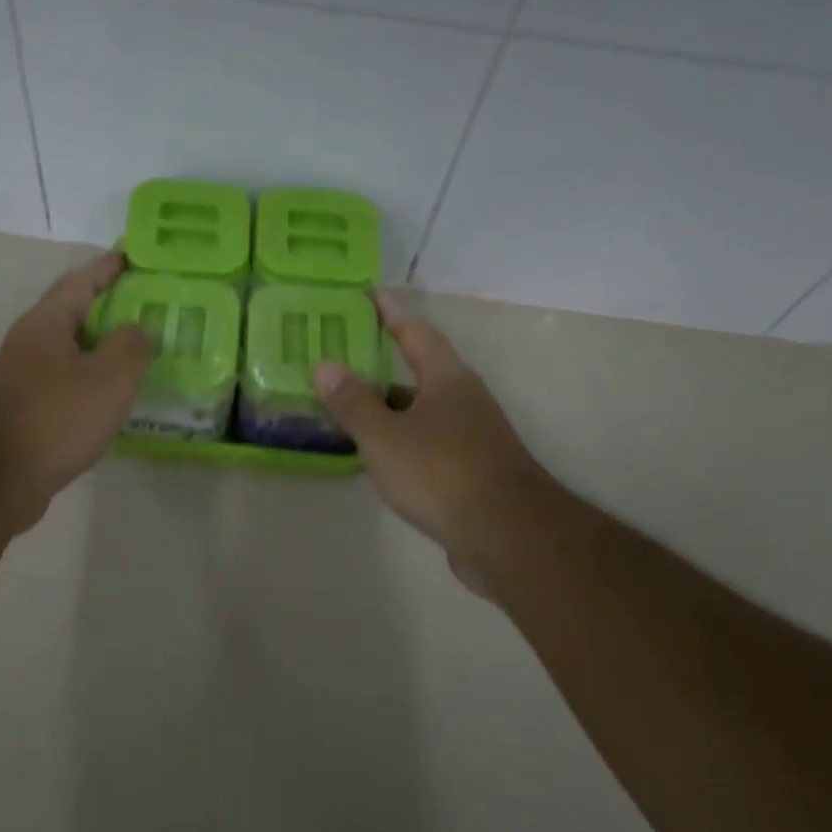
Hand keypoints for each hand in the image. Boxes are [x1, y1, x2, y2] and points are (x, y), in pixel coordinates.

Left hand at [0, 251, 152, 532]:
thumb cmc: (56, 418)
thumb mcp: (109, 378)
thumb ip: (131, 347)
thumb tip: (137, 329)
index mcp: (47, 323)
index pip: (81, 281)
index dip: (108, 267)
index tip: (133, 257)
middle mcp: (30, 343)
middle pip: (73, 313)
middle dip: (108, 307)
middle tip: (147, 307)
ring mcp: (22, 378)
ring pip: (69, 351)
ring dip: (100, 348)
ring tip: (137, 353)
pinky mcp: (23, 411)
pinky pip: (64, 383)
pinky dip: (90, 381)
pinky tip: (110, 399)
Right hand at [313, 293, 558, 592]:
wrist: (507, 535)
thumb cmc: (441, 472)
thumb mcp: (385, 436)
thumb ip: (353, 402)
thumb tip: (324, 364)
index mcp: (447, 379)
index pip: (416, 333)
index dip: (391, 314)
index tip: (369, 296)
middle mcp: (464, 400)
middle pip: (419, 373)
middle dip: (382, 367)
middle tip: (341, 361)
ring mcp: (472, 438)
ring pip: (422, 412)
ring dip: (389, 409)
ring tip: (348, 409)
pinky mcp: (471, 472)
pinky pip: (427, 443)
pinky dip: (401, 441)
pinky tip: (378, 456)